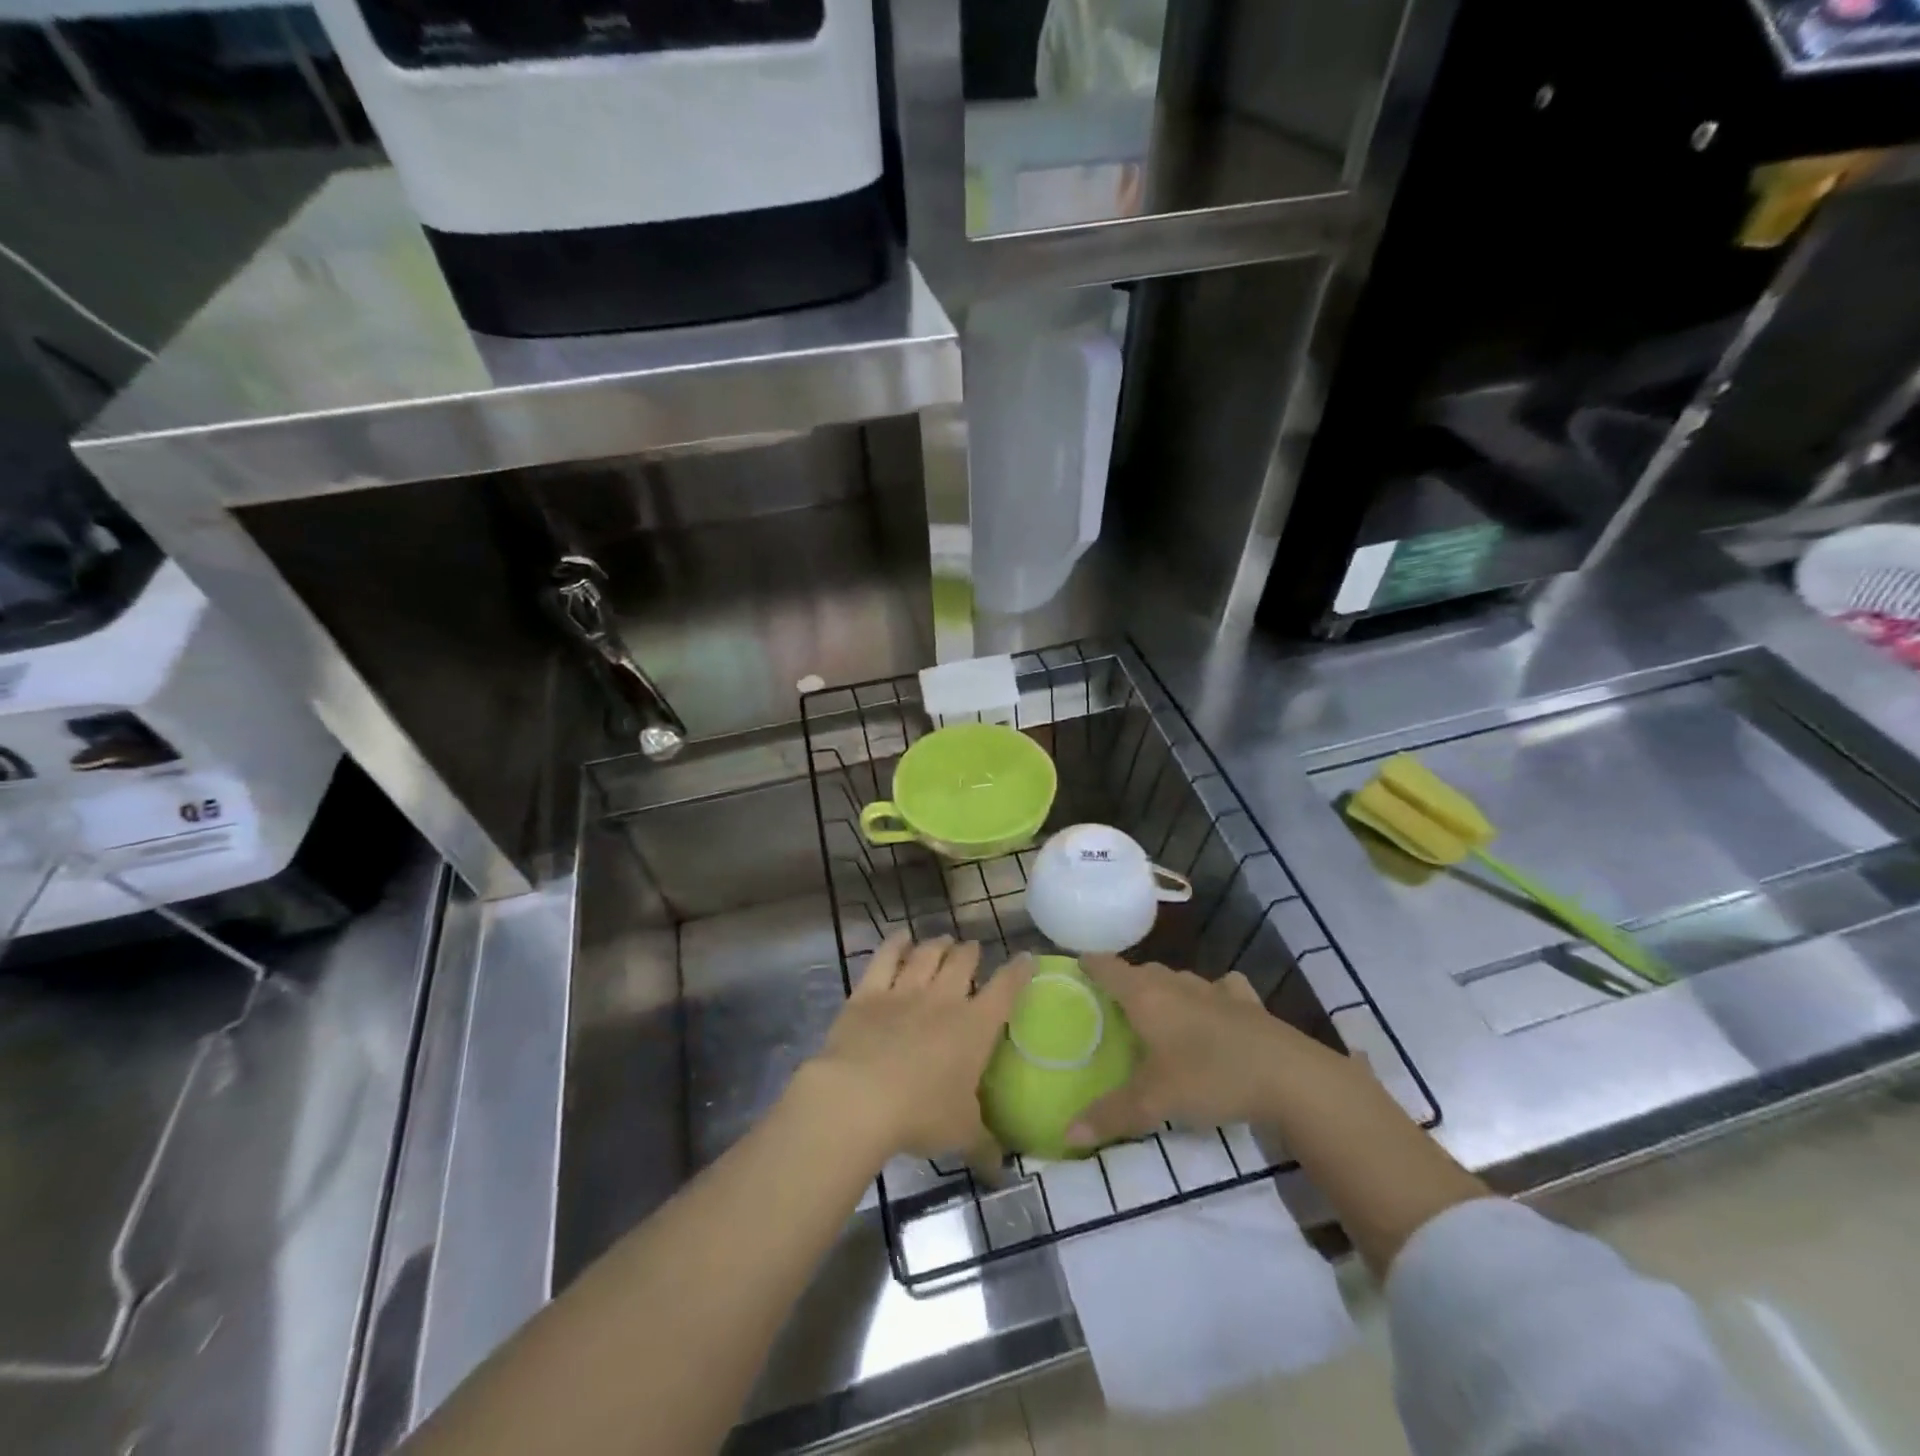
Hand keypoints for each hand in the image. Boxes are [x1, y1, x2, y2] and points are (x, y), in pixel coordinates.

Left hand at [801, 933, 1032, 1163]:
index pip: (1006, 989)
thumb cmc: (921, 1114)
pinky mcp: (868, 992)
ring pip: (927, 954)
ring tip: (943, 940)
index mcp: (975, 1027)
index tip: (1026, 958)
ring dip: (937, 944)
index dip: (1018, 970)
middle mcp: (944, 999)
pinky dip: (895, 944)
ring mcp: (904, 990)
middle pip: (963, 961)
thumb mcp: (961, 1135)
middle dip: (971, 952)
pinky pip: (885, 958)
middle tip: (972, 950)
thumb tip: (1002, 1171)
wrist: (859, 1097)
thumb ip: (985, 1146)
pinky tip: (901, 937)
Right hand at [1067, 955, 1339, 1148]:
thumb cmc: (1210, 1077)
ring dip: (1166, 988)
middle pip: (1143, 972)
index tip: (1077, 965)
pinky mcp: (1248, 1003)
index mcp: (1146, 997)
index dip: (1090, 965)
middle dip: (1126, 982)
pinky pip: (1221, 989)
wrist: (1289, 1077)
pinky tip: (1216, 1008)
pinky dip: (1212, 995)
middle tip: (1114, 1004)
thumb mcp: (1154, 1102)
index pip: (1108, 969)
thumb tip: (1067, 1133)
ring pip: (1180, 979)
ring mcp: (1215, 990)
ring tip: (1159, 1010)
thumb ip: (1110, 1115)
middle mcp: (1176, 985)